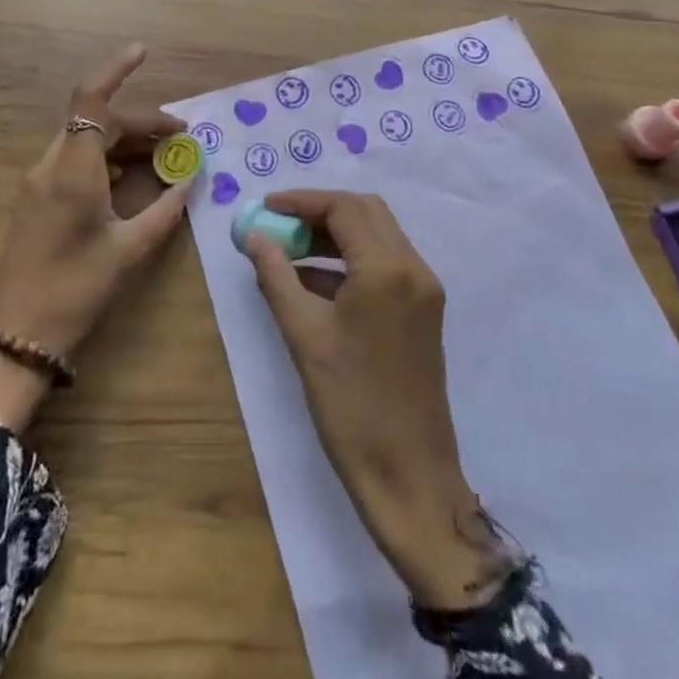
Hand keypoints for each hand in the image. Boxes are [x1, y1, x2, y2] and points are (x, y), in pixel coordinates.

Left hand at [0, 43, 189, 431]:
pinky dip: (107, 157)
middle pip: (96, 120)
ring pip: (86, 138)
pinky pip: (76, 160)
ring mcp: (40, 181)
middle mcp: (52, 165)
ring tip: (166, 154)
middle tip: (182, 137)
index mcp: (72, 171)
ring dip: (124, 139)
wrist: (14, 338)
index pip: (91, 101)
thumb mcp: (128, 252)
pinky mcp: (37, 198)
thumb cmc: (73, 293)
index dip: (116, 69)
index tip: (144, 52)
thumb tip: (190, 180)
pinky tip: (135, 176)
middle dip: (140, 120)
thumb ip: (163, 211)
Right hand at [243, 190, 505, 609]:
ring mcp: (424, 290)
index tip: (265, 208)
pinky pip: (385, 263)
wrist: (410, 477)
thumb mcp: (304, 336)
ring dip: (335, 234)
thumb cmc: (351, 405)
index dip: (301, 202)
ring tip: (288, 251)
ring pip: (377, 235)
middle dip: (319, 212)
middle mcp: (413, 267)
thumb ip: (276, 276)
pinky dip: (351, 259)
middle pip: (365, 212)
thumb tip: (253, 237)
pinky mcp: (424, 311)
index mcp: (387, 268)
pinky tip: (314, 281)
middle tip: (279, 227)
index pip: (343, 208)